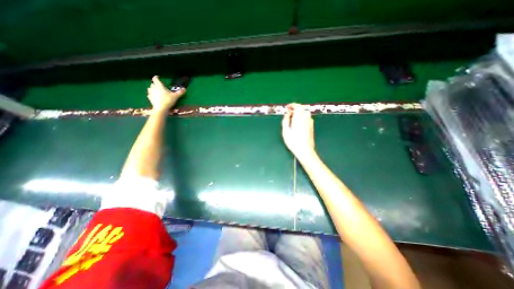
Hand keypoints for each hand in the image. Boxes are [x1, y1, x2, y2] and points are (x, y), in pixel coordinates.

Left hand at [147, 76, 186, 111]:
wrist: (161, 108)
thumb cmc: (168, 100)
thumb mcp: (176, 96)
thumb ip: (180, 92)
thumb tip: (184, 89)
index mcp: (159, 86)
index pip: (156, 79)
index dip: (156, 77)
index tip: (158, 77)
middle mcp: (153, 88)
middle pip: (153, 84)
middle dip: (155, 84)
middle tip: (159, 85)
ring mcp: (151, 93)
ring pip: (150, 88)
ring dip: (152, 88)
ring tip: (156, 90)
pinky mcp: (150, 98)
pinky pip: (150, 94)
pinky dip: (152, 94)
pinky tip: (155, 96)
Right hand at [283, 103, 314, 158]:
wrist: (305, 151)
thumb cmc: (294, 142)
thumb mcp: (285, 132)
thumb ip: (286, 121)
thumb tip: (287, 114)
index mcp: (299, 119)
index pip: (298, 106)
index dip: (292, 105)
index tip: (288, 107)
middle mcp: (306, 119)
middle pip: (302, 109)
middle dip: (295, 109)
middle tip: (289, 113)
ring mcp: (310, 123)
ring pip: (305, 113)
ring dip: (299, 114)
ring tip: (293, 119)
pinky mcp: (311, 127)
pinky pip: (307, 119)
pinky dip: (303, 118)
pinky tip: (299, 124)